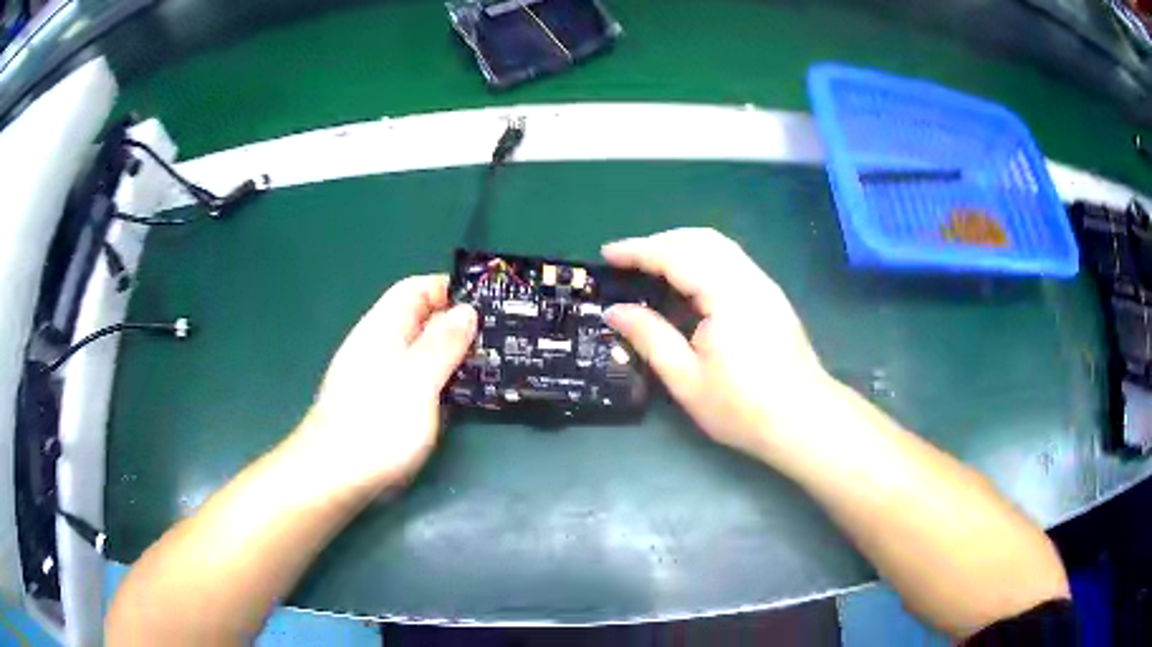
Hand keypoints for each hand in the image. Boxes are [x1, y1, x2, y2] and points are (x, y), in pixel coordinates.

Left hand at [292, 275, 476, 495]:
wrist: (334, 476)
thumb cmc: (377, 424)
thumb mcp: (417, 379)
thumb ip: (442, 343)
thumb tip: (466, 310)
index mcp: (382, 328)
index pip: (416, 289)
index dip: (449, 289)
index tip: (487, 303)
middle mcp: (377, 345)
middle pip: (419, 320)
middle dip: (456, 324)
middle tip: (497, 339)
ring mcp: (376, 376)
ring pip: (419, 352)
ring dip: (450, 355)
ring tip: (488, 366)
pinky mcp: (380, 404)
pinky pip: (415, 379)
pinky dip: (439, 380)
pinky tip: (457, 396)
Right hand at [603, 228, 831, 461]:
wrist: (804, 419)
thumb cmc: (743, 407)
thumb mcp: (687, 379)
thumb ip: (650, 337)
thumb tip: (615, 310)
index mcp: (727, 295)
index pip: (676, 255)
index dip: (638, 250)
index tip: (607, 254)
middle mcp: (748, 278)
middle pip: (700, 239)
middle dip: (659, 242)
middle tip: (626, 261)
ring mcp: (764, 284)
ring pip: (718, 245)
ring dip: (681, 246)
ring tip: (650, 267)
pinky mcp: (771, 296)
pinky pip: (730, 260)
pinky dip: (701, 258)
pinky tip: (687, 282)